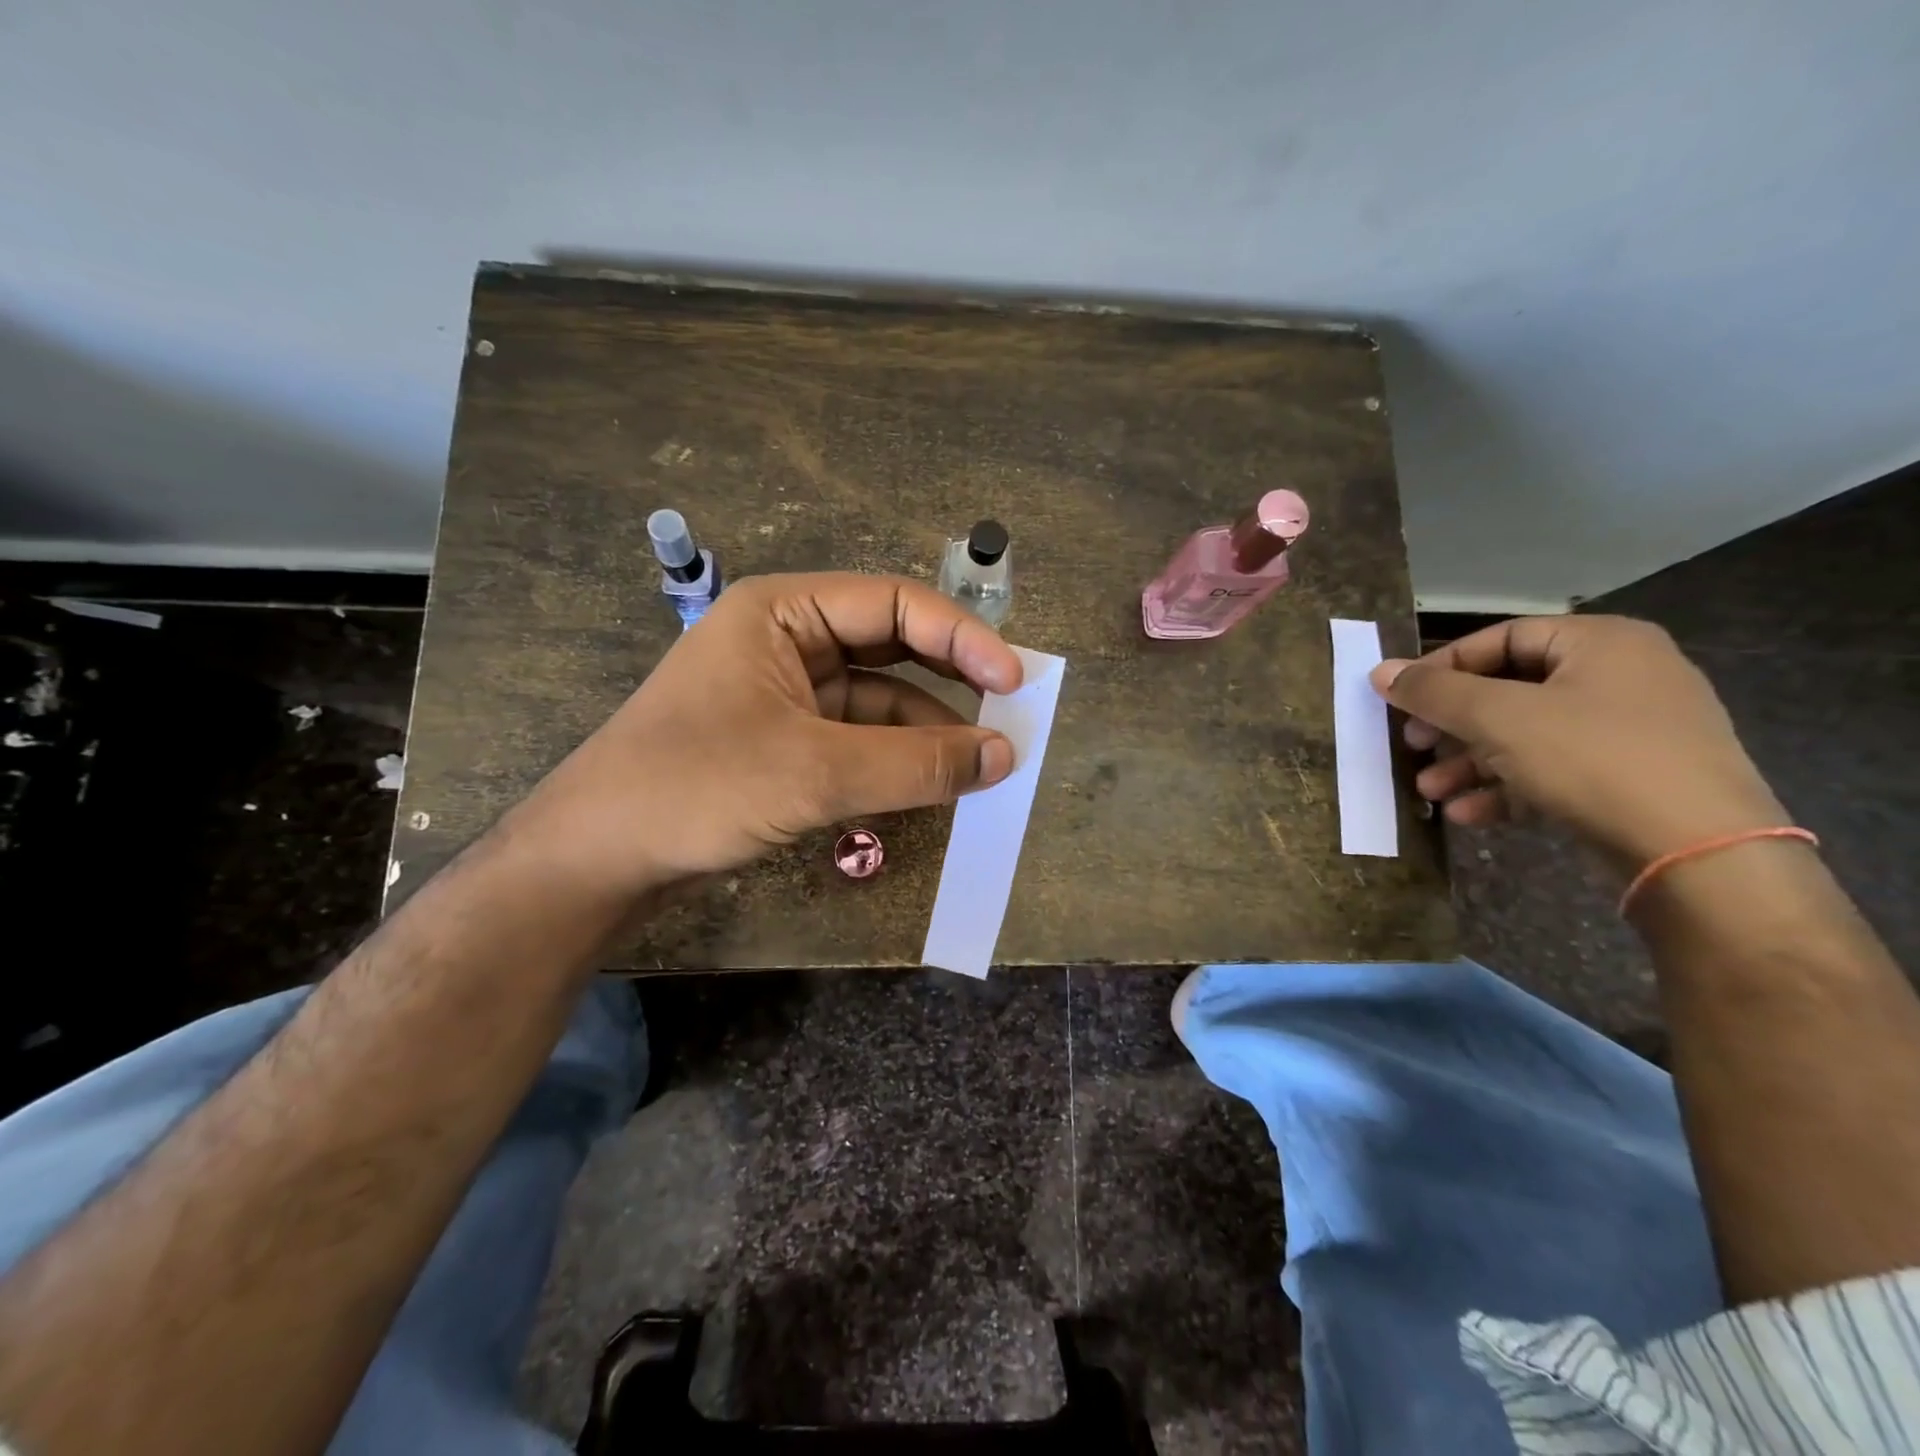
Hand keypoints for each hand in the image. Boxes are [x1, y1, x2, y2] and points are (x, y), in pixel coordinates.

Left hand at [508, 573, 1021, 899]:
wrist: (595, 858)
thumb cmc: (695, 789)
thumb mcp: (815, 772)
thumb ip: (916, 763)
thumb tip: (1003, 757)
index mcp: (785, 612)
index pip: (896, 605)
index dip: (963, 638)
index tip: (1014, 683)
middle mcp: (789, 641)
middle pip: (892, 647)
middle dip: (952, 681)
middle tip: (1009, 716)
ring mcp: (786, 694)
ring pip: (879, 700)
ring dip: (928, 731)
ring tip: (982, 765)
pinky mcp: (785, 743)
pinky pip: (859, 739)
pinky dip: (897, 761)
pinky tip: (932, 786)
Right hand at [1370, 615, 1786, 867]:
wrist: (1701, 854)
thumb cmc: (1593, 759)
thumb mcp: (1499, 718)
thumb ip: (1435, 692)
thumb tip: (1380, 671)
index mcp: (1601, 643)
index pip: (1501, 638)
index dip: (1442, 667)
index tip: (1399, 698)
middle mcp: (1621, 676)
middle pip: (1509, 690)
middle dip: (1451, 725)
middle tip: (1410, 745)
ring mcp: (1631, 731)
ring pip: (1526, 736)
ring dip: (1469, 762)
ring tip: (1429, 790)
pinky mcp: (1630, 779)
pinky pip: (1552, 770)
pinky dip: (1506, 788)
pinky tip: (1467, 813)